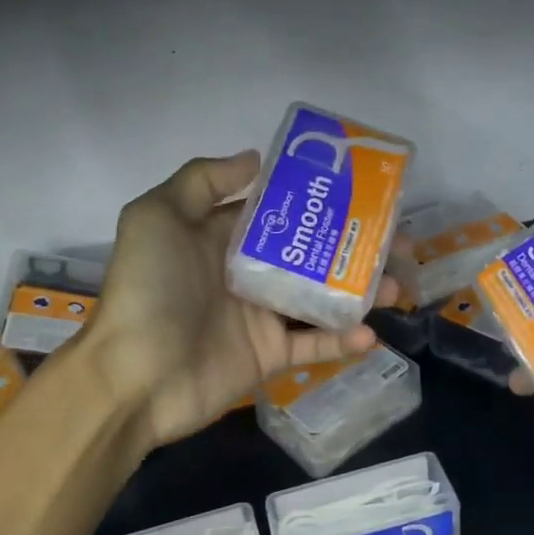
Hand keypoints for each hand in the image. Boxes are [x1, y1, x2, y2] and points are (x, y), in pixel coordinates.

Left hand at [84, 151, 401, 447]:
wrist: (134, 377)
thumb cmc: (148, 290)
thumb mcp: (157, 217)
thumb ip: (202, 181)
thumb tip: (255, 157)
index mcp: (222, 238)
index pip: (279, 213)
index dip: (319, 202)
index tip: (363, 193)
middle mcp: (247, 273)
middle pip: (311, 254)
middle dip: (354, 247)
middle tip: (400, 243)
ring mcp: (260, 317)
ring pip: (321, 299)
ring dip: (361, 293)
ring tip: (398, 286)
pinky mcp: (269, 357)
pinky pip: (314, 346)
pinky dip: (343, 341)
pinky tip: (371, 333)